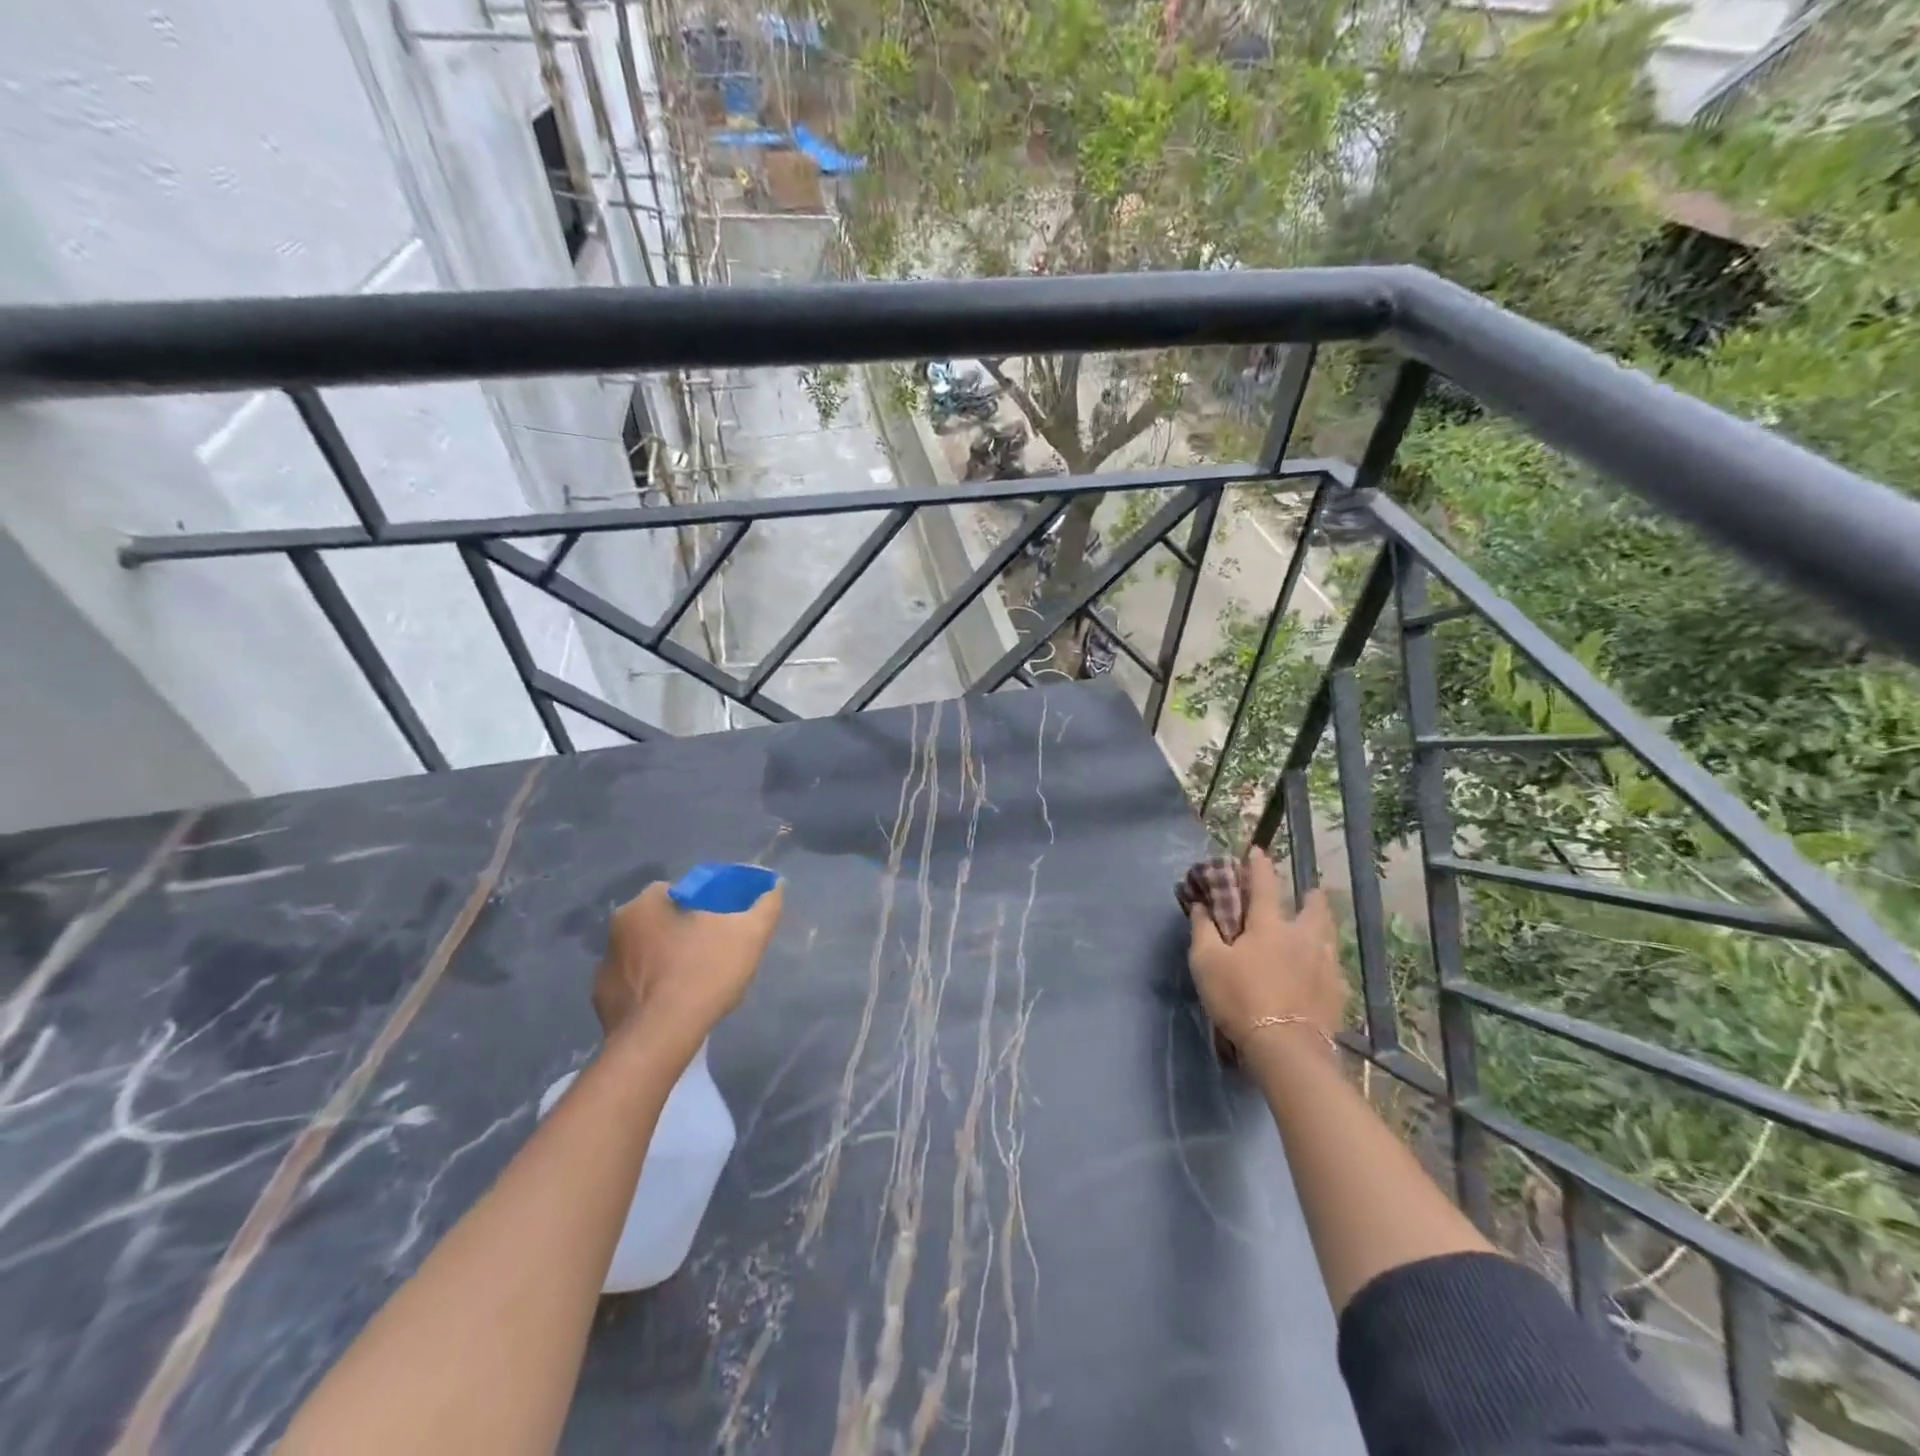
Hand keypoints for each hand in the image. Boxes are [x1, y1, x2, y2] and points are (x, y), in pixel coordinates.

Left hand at [593, 877, 783, 1053]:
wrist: (660, 1039)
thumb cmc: (703, 973)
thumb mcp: (749, 935)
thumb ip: (765, 906)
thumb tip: (776, 886)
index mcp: (645, 904)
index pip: (676, 892)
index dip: (702, 905)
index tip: (721, 925)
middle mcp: (616, 929)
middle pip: (658, 921)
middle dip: (680, 932)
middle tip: (709, 952)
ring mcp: (604, 966)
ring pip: (642, 953)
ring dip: (662, 960)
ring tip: (691, 982)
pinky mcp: (601, 1000)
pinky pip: (630, 985)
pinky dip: (648, 990)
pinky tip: (670, 1004)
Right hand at [1187, 849, 1344, 1052]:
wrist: (1286, 1048)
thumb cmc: (1239, 998)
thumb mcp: (1206, 962)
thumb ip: (1203, 929)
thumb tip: (1201, 904)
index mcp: (1269, 925)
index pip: (1264, 884)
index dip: (1259, 865)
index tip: (1258, 850)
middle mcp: (1303, 937)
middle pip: (1313, 908)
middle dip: (1311, 895)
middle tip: (1309, 891)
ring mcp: (1325, 965)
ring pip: (1329, 935)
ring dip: (1323, 924)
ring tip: (1318, 926)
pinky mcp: (1337, 993)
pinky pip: (1334, 967)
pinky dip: (1327, 960)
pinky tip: (1323, 968)